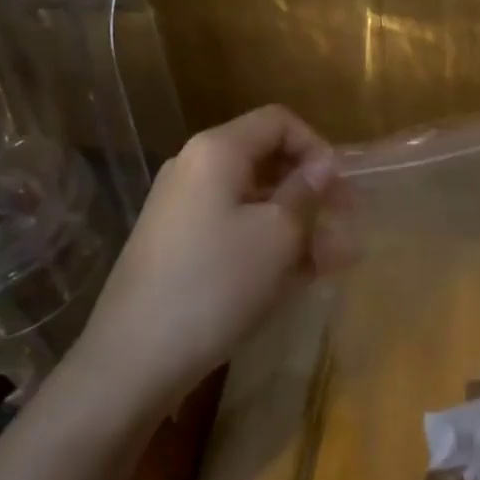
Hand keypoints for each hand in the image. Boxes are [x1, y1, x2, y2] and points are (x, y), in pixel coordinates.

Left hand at [69, 106, 343, 413]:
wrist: (134, 358)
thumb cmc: (217, 283)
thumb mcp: (278, 235)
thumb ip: (307, 193)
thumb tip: (324, 166)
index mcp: (217, 150)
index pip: (278, 121)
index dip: (317, 147)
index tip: (340, 189)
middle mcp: (194, 167)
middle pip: (265, 161)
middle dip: (310, 191)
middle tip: (345, 225)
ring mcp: (181, 208)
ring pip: (252, 201)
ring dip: (295, 224)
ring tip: (332, 263)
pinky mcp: (176, 245)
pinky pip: (232, 228)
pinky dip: (266, 243)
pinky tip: (296, 278)